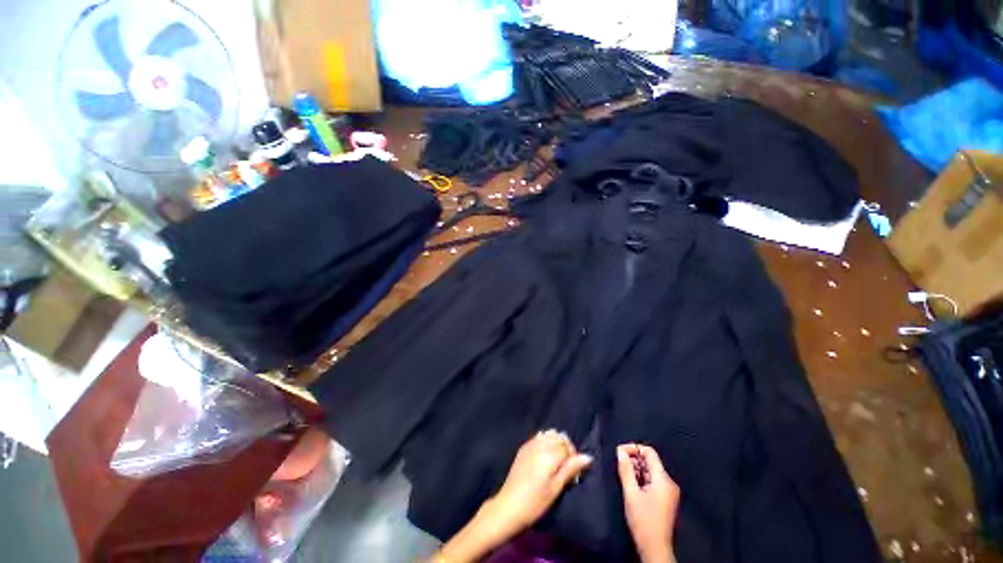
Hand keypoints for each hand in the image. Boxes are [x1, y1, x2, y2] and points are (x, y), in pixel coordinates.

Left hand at [435, 430, 591, 562]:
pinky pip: (538, 437)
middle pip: (558, 436)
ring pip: (548, 434)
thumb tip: (588, 457)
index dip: (573, 456)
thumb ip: (571, 469)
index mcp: (549, 453)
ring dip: (555, 443)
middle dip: (565, 447)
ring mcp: (529, 444)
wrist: (509, 506)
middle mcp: (539, 444)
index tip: (574, 472)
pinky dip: (545, 442)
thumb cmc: (535, 502)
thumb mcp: (556, 488)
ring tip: (556, 461)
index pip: (567, 445)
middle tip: (566, 467)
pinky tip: (545, 457)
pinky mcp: (523, 448)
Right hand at [617, 444, 680, 562]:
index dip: (633, 448)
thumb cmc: (643, 521)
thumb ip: (626, 470)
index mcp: (663, 479)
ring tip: (624, 476)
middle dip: (634, 460)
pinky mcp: (666, 499)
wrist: (655, 549)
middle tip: (619, 465)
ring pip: (651, 471)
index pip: (649, 452)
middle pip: (650, 461)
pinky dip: (642, 479)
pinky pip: (653, 480)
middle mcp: (669, 482)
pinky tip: (632, 485)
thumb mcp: (631, 494)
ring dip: (637, 470)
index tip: (619, 453)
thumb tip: (620, 451)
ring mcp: (669, 492)